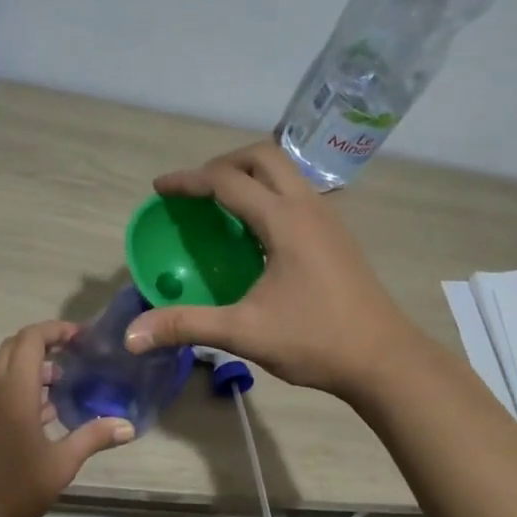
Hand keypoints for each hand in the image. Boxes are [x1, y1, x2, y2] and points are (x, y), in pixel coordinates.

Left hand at [0, 320, 134, 516]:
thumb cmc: (16, 487)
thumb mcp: (62, 463)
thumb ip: (93, 437)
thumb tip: (128, 425)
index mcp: (14, 391)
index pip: (30, 339)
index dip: (55, 330)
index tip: (81, 337)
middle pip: (14, 346)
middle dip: (43, 342)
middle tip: (74, 353)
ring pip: (3, 366)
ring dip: (31, 364)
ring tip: (64, 382)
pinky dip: (20, 384)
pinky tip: (44, 411)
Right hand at [122, 141, 424, 398]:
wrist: (384, 359)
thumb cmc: (315, 340)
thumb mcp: (245, 333)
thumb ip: (187, 326)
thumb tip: (132, 335)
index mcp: (284, 221)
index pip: (227, 181)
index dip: (189, 181)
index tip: (160, 189)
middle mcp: (308, 207)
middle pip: (263, 157)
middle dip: (223, 163)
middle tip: (196, 190)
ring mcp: (328, 219)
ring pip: (287, 172)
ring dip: (251, 175)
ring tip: (222, 203)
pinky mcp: (338, 236)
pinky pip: (298, 194)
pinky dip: (270, 194)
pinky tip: (258, 232)